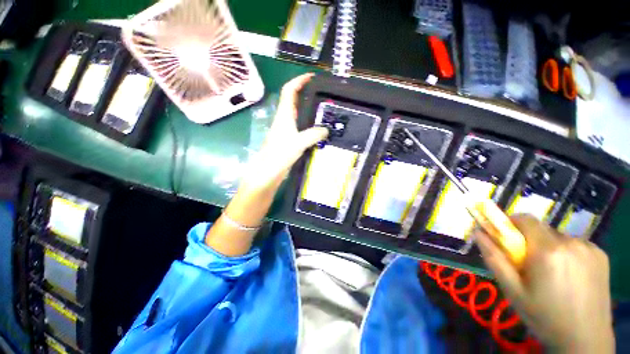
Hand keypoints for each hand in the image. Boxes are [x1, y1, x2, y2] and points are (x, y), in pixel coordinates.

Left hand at [242, 73, 327, 192]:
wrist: (268, 171)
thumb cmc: (280, 154)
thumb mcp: (299, 142)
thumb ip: (314, 135)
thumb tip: (326, 130)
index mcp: (284, 115)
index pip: (289, 90)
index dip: (299, 80)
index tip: (311, 77)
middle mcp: (284, 119)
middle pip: (293, 100)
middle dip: (305, 93)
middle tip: (322, 95)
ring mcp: (285, 130)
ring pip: (297, 114)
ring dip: (308, 110)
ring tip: (322, 111)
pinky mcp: (288, 139)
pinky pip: (300, 127)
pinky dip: (308, 124)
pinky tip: (317, 131)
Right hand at [475, 214, 613, 352]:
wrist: (585, 340)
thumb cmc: (544, 316)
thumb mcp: (512, 290)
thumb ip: (494, 258)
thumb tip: (478, 232)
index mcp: (548, 250)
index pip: (525, 219)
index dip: (511, 223)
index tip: (505, 237)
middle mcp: (571, 242)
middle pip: (541, 228)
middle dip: (529, 239)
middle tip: (527, 263)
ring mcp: (589, 248)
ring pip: (558, 237)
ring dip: (548, 247)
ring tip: (550, 273)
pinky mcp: (601, 255)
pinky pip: (575, 244)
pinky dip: (566, 253)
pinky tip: (568, 275)